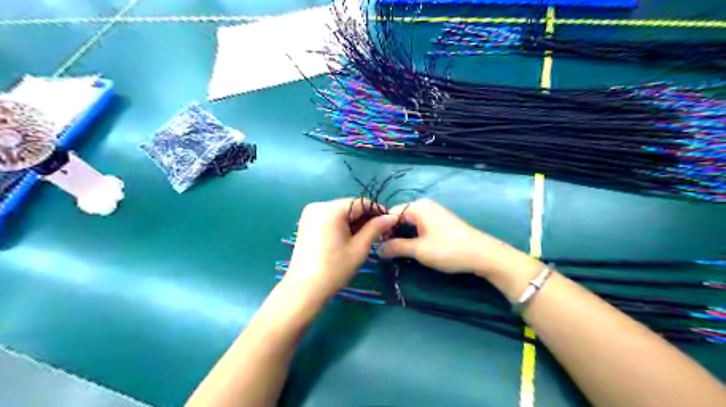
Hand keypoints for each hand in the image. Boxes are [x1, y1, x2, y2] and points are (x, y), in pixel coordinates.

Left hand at [284, 198, 395, 299]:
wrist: (304, 289)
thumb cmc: (334, 269)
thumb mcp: (359, 248)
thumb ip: (376, 228)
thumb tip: (392, 216)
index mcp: (331, 209)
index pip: (361, 203)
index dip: (377, 211)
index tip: (390, 222)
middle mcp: (318, 206)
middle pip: (350, 206)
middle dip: (365, 218)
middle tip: (380, 232)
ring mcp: (310, 214)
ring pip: (340, 212)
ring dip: (354, 222)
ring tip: (366, 237)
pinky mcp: (307, 223)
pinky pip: (330, 218)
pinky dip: (342, 225)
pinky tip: (349, 238)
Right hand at [377, 199, 530, 278]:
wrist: (483, 254)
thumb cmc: (448, 249)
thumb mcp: (419, 250)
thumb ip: (396, 247)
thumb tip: (377, 249)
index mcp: (417, 207)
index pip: (390, 214)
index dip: (382, 230)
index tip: (377, 246)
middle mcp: (425, 205)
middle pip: (400, 217)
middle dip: (392, 234)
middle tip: (387, 252)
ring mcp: (434, 213)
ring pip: (410, 223)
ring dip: (403, 236)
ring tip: (399, 252)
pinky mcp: (441, 221)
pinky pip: (420, 225)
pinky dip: (414, 235)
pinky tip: (414, 248)